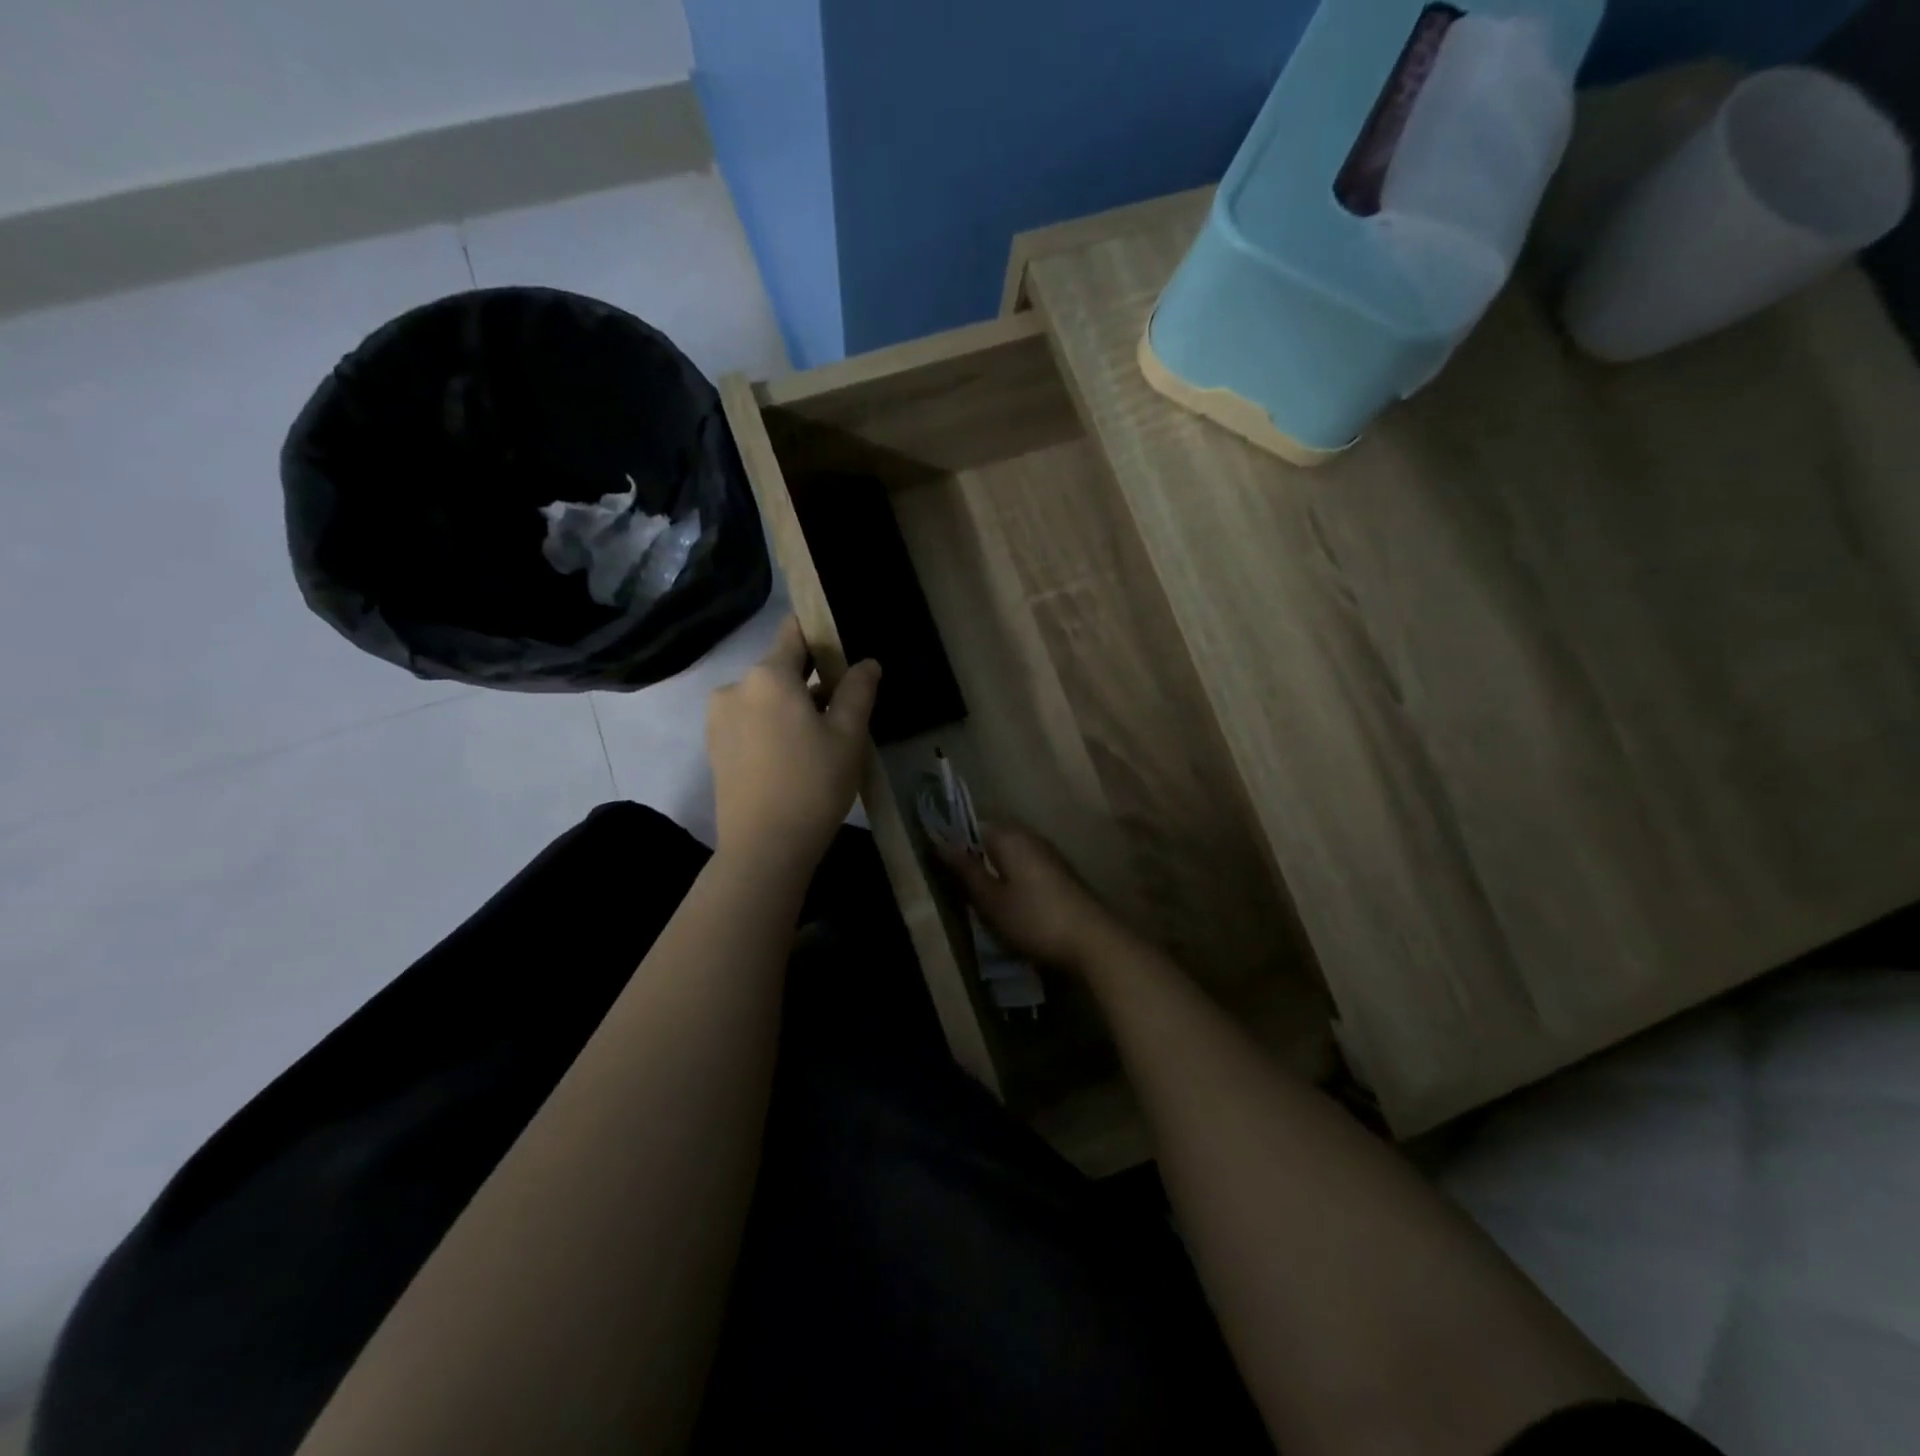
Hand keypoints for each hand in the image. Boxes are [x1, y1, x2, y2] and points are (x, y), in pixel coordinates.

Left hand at [707, 616, 879, 871]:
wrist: (764, 848)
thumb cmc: (813, 784)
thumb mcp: (848, 736)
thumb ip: (858, 691)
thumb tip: (866, 663)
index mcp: (768, 675)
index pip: (794, 633)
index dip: (820, 633)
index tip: (843, 647)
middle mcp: (736, 687)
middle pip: (780, 668)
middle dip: (811, 679)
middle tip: (845, 705)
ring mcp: (719, 718)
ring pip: (765, 697)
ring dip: (792, 706)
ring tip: (823, 737)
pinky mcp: (715, 747)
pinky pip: (750, 721)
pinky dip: (773, 726)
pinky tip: (795, 755)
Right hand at [934, 824, 1125, 972]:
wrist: (1093, 941)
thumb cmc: (1034, 919)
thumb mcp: (991, 900)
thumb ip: (966, 870)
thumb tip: (940, 842)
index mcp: (1010, 836)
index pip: (973, 826)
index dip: (956, 844)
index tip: (943, 869)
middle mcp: (1031, 837)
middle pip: (994, 840)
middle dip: (977, 860)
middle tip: (961, 890)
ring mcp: (1050, 855)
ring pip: (1012, 856)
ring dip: (997, 873)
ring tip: (984, 902)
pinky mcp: (1062, 875)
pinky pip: (1027, 869)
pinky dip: (1015, 882)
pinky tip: (1012, 907)